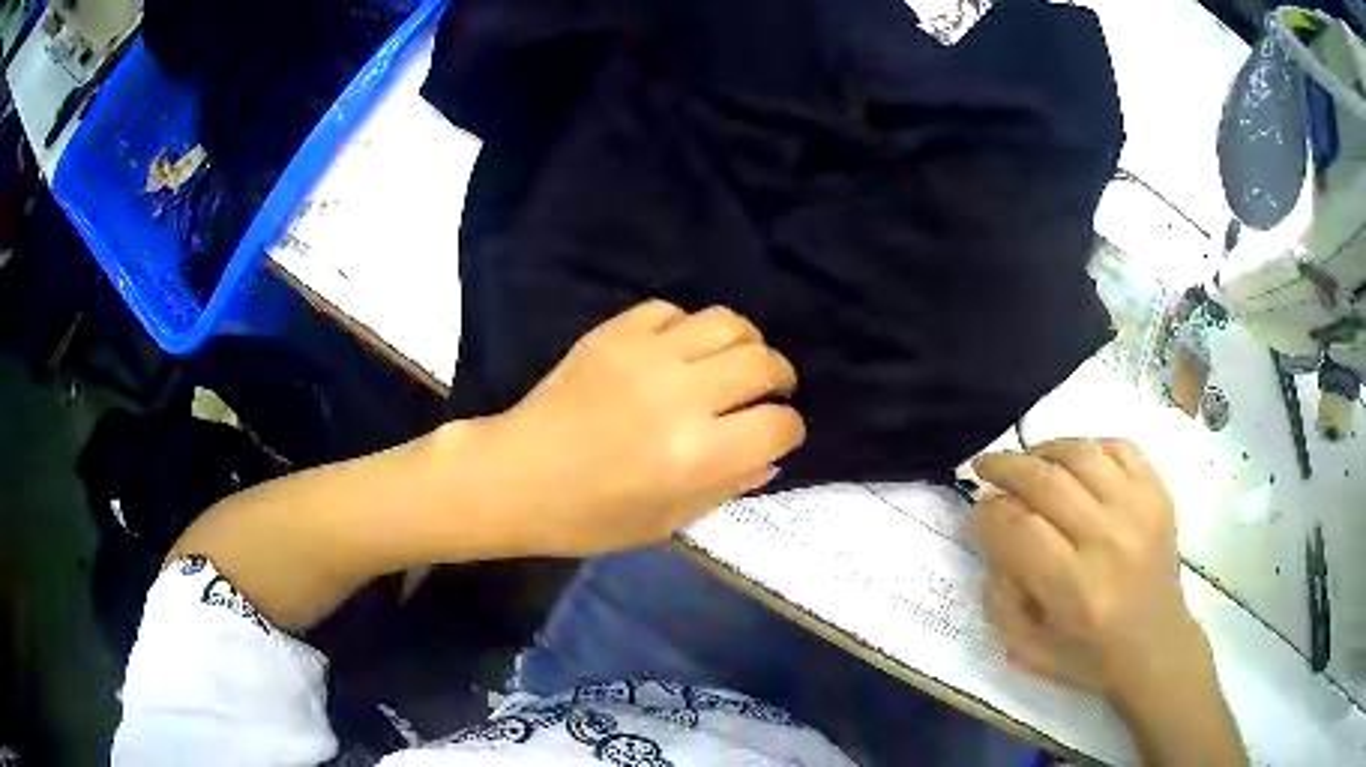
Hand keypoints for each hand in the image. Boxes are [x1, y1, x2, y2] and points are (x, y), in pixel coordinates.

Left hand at [478, 300, 805, 556]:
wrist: (515, 477)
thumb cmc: (590, 517)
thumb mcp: (668, 522)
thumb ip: (727, 487)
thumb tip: (769, 457)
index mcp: (696, 456)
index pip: (778, 425)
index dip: (788, 431)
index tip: (777, 435)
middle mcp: (681, 396)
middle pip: (763, 363)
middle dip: (779, 379)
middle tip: (768, 392)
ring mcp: (646, 355)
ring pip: (727, 323)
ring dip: (745, 343)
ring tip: (735, 361)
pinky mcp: (614, 333)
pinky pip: (671, 310)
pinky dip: (687, 328)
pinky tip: (679, 350)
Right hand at [969, 438, 1207, 702]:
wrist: (1157, 647)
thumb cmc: (1090, 656)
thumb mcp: (1029, 650)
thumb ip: (1000, 600)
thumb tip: (990, 542)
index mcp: (1074, 588)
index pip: (1018, 529)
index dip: (987, 514)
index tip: (976, 512)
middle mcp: (1107, 540)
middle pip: (1046, 481)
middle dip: (1005, 468)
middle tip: (985, 467)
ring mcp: (1138, 510)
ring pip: (1082, 454)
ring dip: (1045, 450)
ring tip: (1029, 460)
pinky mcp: (1158, 495)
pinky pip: (1121, 447)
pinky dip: (1091, 446)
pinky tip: (1076, 462)